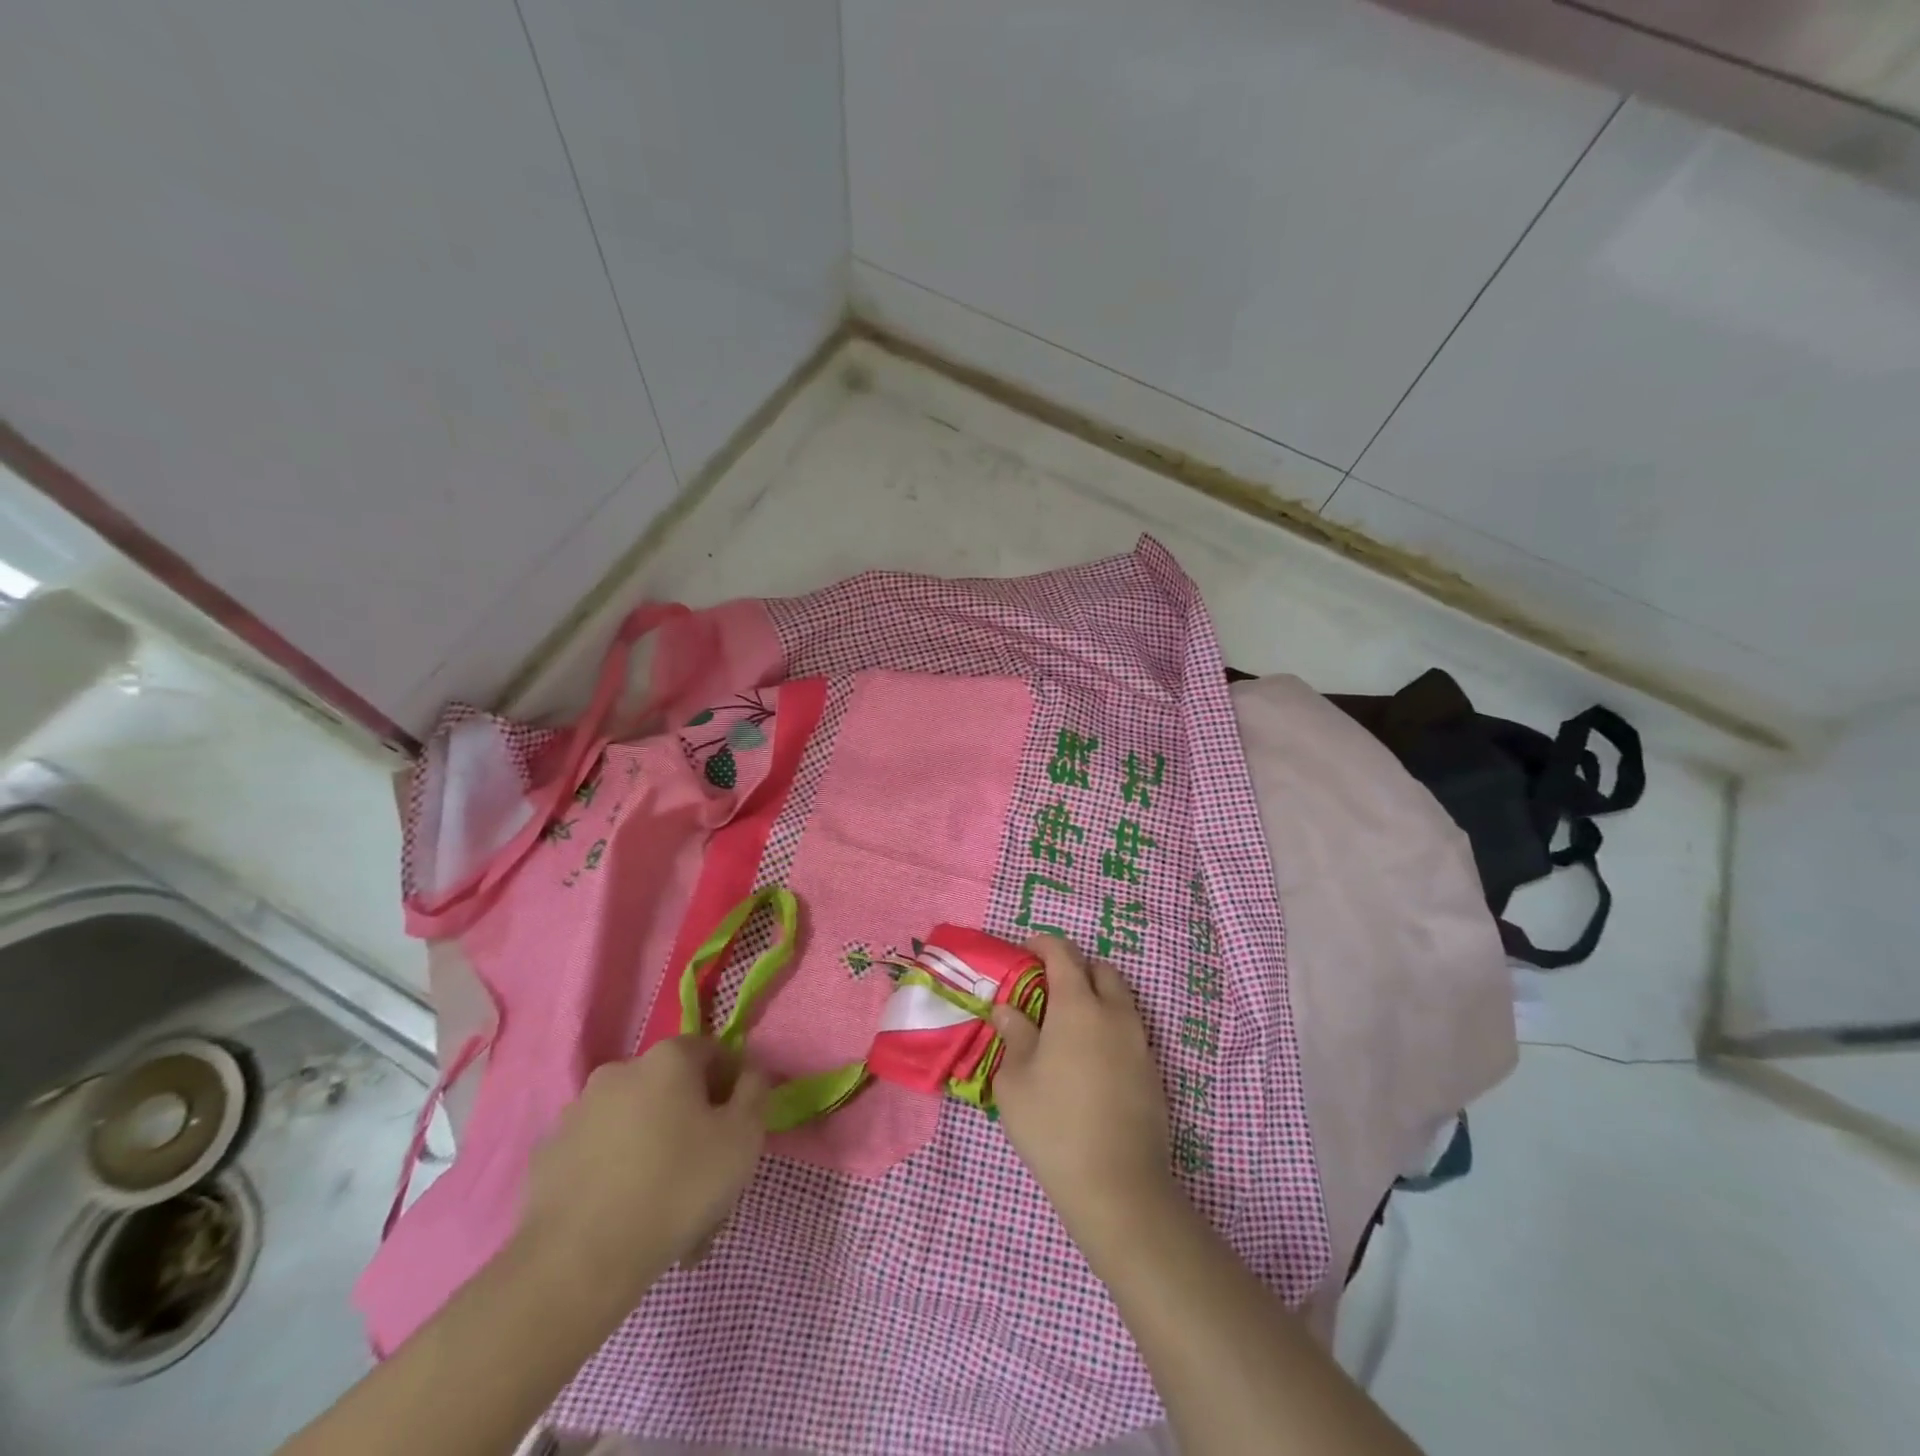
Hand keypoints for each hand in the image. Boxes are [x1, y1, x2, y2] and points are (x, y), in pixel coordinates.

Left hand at [515, 1036, 768, 1311]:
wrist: (578, 1262)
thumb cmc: (677, 1186)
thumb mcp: (744, 1137)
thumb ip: (756, 1092)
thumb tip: (749, 1074)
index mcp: (667, 1059)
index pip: (712, 1052)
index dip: (732, 1085)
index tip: (738, 1128)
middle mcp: (619, 1071)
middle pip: (671, 1091)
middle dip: (693, 1126)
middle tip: (708, 1179)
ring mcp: (577, 1113)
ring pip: (635, 1126)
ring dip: (655, 1154)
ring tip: (668, 1214)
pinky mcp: (547, 1157)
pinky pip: (599, 1156)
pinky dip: (616, 1176)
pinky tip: (627, 1221)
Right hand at [991, 936, 1174, 1248]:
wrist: (1118, 1186)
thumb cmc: (1054, 1127)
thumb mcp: (1015, 1082)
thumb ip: (1014, 1036)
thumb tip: (1009, 1010)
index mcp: (1078, 1006)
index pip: (1064, 954)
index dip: (1044, 944)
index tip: (1026, 950)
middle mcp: (1114, 1013)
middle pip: (1100, 969)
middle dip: (1075, 967)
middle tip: (1047, 988)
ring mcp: (1139, 1042)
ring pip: (1120, 998)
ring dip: (1095, 996)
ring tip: (1068, 1024)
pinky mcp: (1153, 1071)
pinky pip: (1129, 1030)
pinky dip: (1109, 1026)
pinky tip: (1089, 1059)